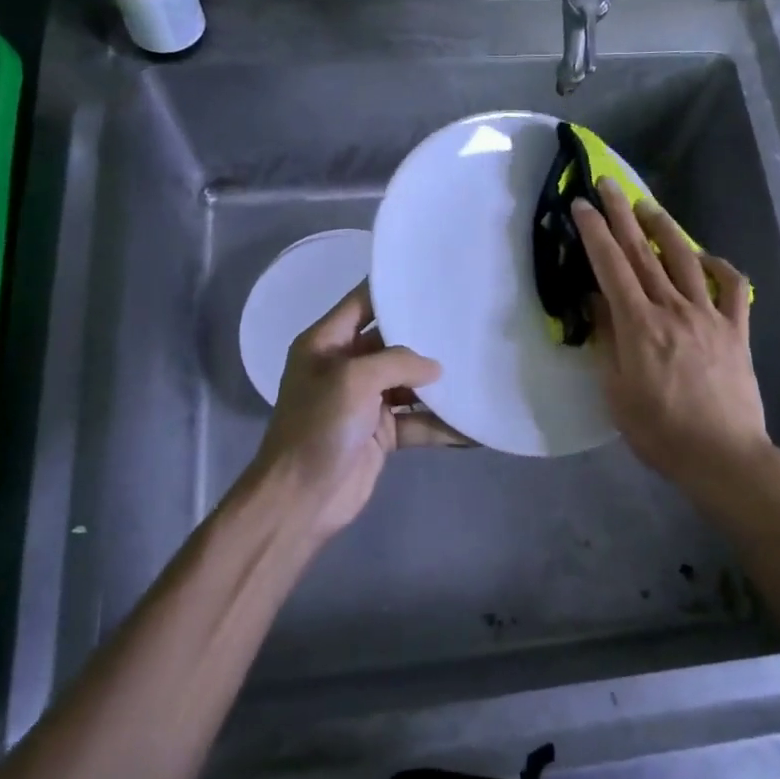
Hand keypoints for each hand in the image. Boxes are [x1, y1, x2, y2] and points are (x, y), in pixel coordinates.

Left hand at [247, 282, 462, 538]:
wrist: (300, 501)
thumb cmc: (318, 428)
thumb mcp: (353, 380)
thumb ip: (398, 362)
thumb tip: (436, 368)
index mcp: (326, 344)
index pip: (361, 303)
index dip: (392, 290)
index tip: (432, 278)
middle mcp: (345, 367)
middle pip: (391, 343)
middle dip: (426, 338)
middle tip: (468, 323)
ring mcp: (364, 402)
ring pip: (409, 384)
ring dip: (438, 384)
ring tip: (479, 369)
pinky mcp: (380, 434)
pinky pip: (416, 421)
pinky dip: (441, 424)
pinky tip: (473, 425)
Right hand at [572, 180, 771, 489]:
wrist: (723, 456)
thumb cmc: (659, 431)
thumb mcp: (616, 391)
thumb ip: (607, 340)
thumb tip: (597, 300)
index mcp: (640, 325)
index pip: (612, 267)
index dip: (595, 233)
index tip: (582, 206)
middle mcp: (674, 309)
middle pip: (644, 252)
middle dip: (622, 215)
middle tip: (609, 184)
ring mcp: (710, 316)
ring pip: (687, 260)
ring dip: (666, 228)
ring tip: (649, 207)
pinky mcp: (736, 330)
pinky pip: (733, 288)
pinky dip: (721, 266)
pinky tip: (707, 257)